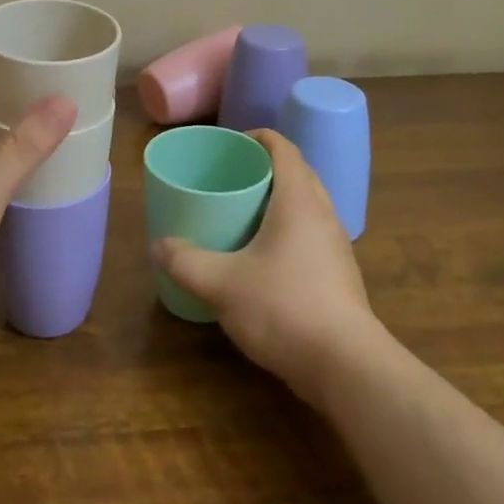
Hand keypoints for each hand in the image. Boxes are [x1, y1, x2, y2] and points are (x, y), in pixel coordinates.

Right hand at [153, 130, 380, 397]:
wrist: (345, 366)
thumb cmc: (283, 308)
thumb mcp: (222, 284)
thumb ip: (186, 262)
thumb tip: (158, 246)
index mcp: (299, 201)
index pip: (284, 149)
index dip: (259, 137)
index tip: (232, 143)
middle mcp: (323, 214)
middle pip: (298, 174)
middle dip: (266, 169)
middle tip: (231, 178)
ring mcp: (336, 246)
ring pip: (307, 206)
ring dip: (279, 201)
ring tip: (243, 214)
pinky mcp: (339, 275)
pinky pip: (311, 235)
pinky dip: (288, 231)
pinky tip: (264, 257)